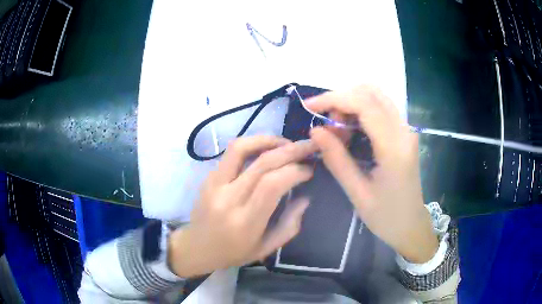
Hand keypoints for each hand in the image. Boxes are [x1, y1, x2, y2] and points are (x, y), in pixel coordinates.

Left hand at [168, 136, 316, 276]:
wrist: (197, 248)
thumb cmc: (233, 252)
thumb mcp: (266, 248)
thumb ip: (289, 225)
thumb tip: (305, 197)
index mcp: (245, 221)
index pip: (272, 185)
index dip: (295, 171)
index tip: (309, 170)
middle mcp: (228, 199)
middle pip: (261, 163)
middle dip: (290, 150)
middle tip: (307, 147)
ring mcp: (214, 185)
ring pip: (240, 148)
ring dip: (267, 140)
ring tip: (285, 143)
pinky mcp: (208, 177)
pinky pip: (231, 153)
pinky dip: (252, 146)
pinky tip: (265, 151)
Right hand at [307, 86, 437, 262]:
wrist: (411, 225)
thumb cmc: (386, 217)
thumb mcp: (357, 193)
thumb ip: (336, 159)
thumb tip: (315, 131)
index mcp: (394, 148)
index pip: (364, 104)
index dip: (334, 99)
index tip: (309, 106)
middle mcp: (404, 131)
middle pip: (371, 93)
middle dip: (342, 99)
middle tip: (327, 124)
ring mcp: (406, 130)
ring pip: (376, 97)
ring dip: (351, 104)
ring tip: (337, 130)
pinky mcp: (404, 134)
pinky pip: (381, 109)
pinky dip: (360, 111)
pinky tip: (350, 131)